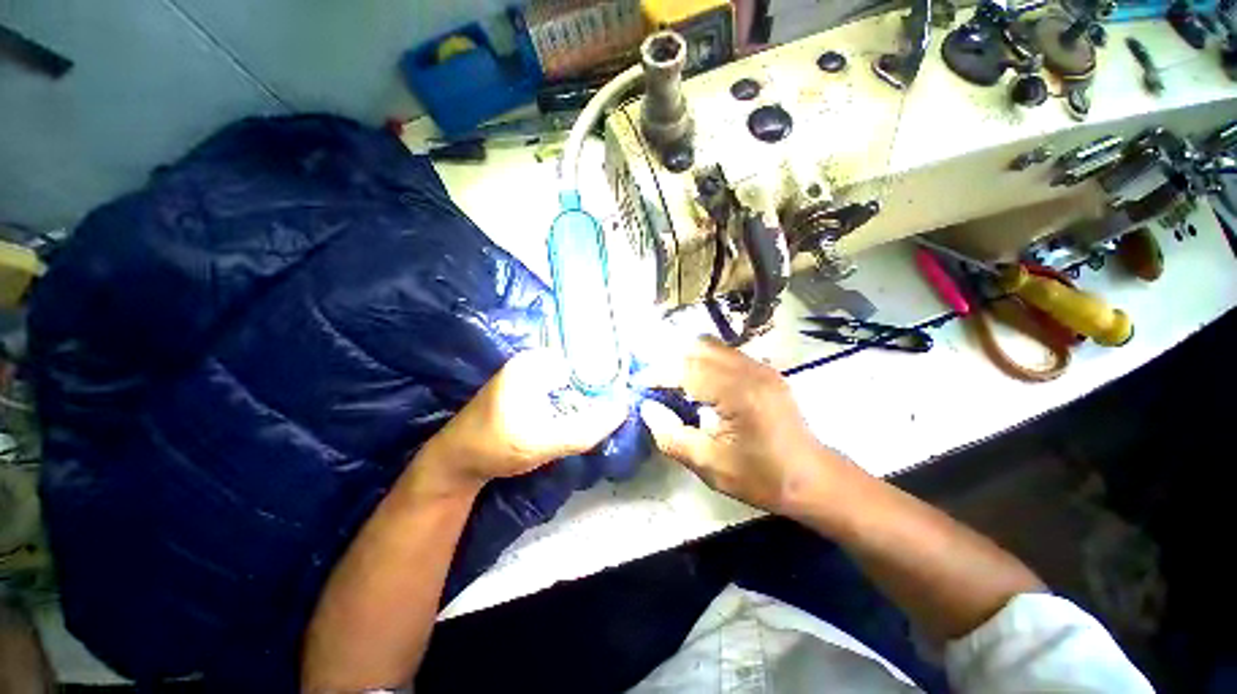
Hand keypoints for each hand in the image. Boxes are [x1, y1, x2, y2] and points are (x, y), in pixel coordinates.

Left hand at [414, 349, 627, 496]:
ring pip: (572, 382)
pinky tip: (581, 417)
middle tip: (617, 408)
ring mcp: (529, 374)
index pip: (585, 359)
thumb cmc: (495, 447)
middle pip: (580, 370)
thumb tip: (624, 409)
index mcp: (534, 363)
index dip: (608, 375)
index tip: (624, 395)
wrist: (456, 462)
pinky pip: (562, 391)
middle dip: (598, 389)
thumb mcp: (544, 442)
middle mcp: (533, 362)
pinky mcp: (528, 389)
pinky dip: (574, 403)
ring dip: (586, 398)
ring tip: (604, 413)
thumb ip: (586, 429)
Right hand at [638, 337, 858, 516]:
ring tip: (673, 382)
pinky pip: (725, 354)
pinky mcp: (764, 370)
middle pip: (699, 348)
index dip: (658, 374)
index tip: (639, 384)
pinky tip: (698, 383)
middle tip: (655, 384)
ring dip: (687, 359)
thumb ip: (672, 436)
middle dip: (671, 362)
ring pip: (712, 346)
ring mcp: (761, 367)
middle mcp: (751, 371)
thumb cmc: (762, 477)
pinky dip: (704, 361)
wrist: (813, 478)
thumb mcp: (710, 466)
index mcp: (739, 394)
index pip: (688, 369)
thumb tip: (648, 408)